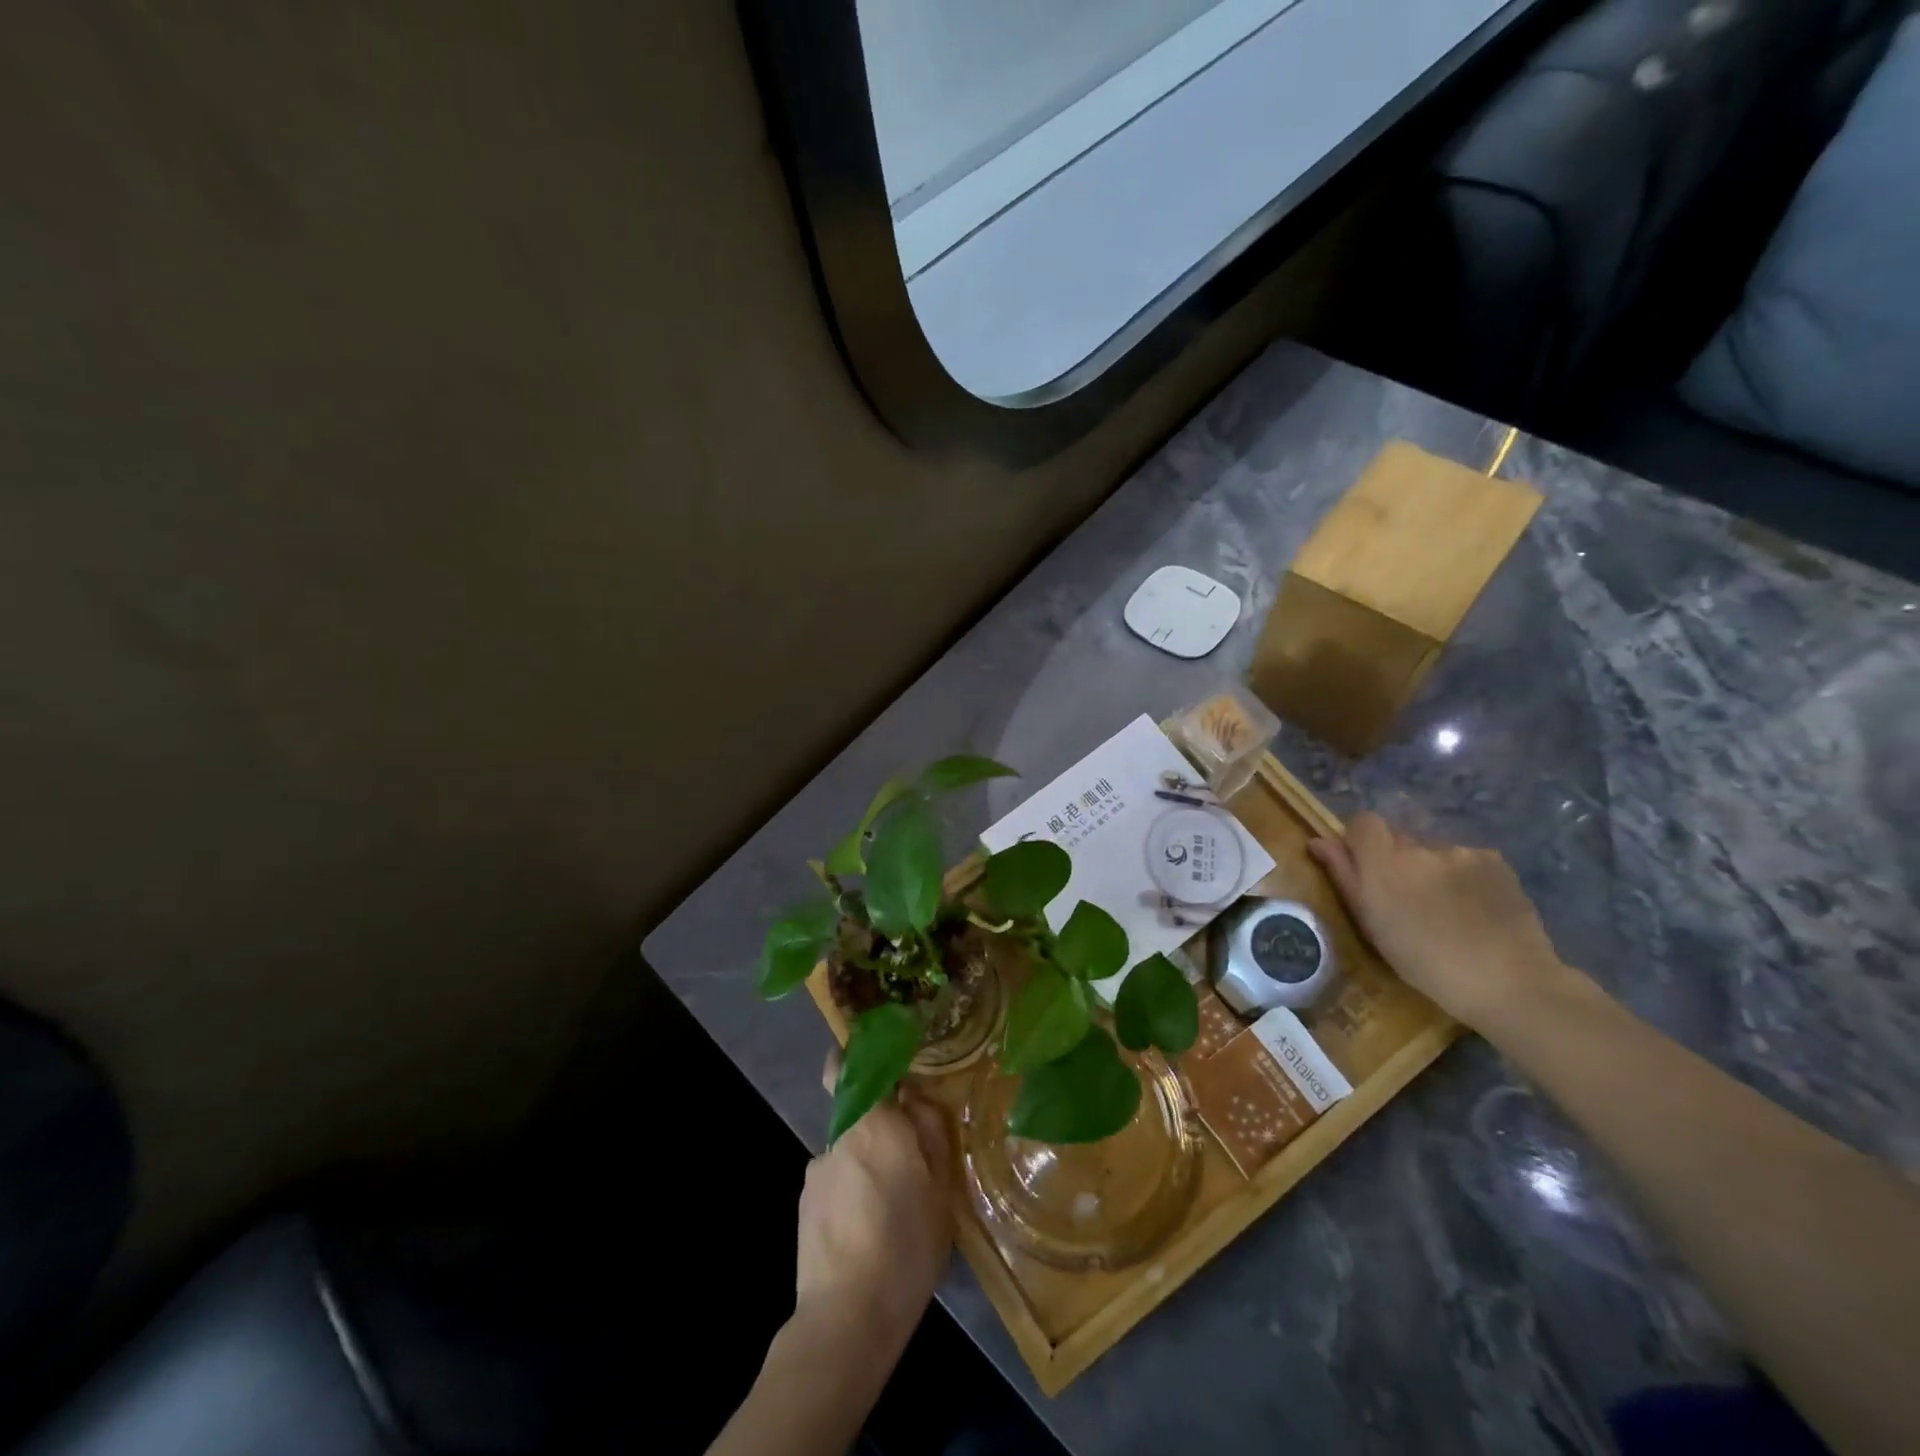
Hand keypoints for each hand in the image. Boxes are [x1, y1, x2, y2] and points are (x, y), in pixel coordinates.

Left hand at [794, 1055, 954, 1354]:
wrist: (845, 1320)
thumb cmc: (905, 1247)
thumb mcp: (941, 1190)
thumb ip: (931, 1132)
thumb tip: (916, 1097)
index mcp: (874, 1122)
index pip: (847, 1065)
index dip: (857, 1054)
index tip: (879, 1058)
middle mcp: (839, 1135)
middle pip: (858, 1112)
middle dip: (881, 1127)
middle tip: (910, 1162)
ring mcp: (816, 1171)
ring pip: (849, 1151)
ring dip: (867, 1166)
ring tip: (891, 1211)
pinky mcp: (803, 1205)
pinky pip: (835, 1183)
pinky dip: (851, 1195)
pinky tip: (869, 1233)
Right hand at [1308, 811, 1569, 1029]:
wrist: (1508, 982)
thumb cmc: (1425, 962)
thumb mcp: (1372, 924)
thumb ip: (1344, 876)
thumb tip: (1319, 841)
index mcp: (1385, 862)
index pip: (1364, 821)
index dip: (1361, 840)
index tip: (1366, 869)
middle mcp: (1421, 847)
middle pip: (1400, 840)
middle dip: (1399, 862)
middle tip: (1408, 902)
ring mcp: (1462, 851)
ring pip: (1435, 852)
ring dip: (1433, 872)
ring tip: (1448, 912)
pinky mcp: (1496, 860)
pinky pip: (1467, 860)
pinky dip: (1465, 878)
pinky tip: (1475, 910)